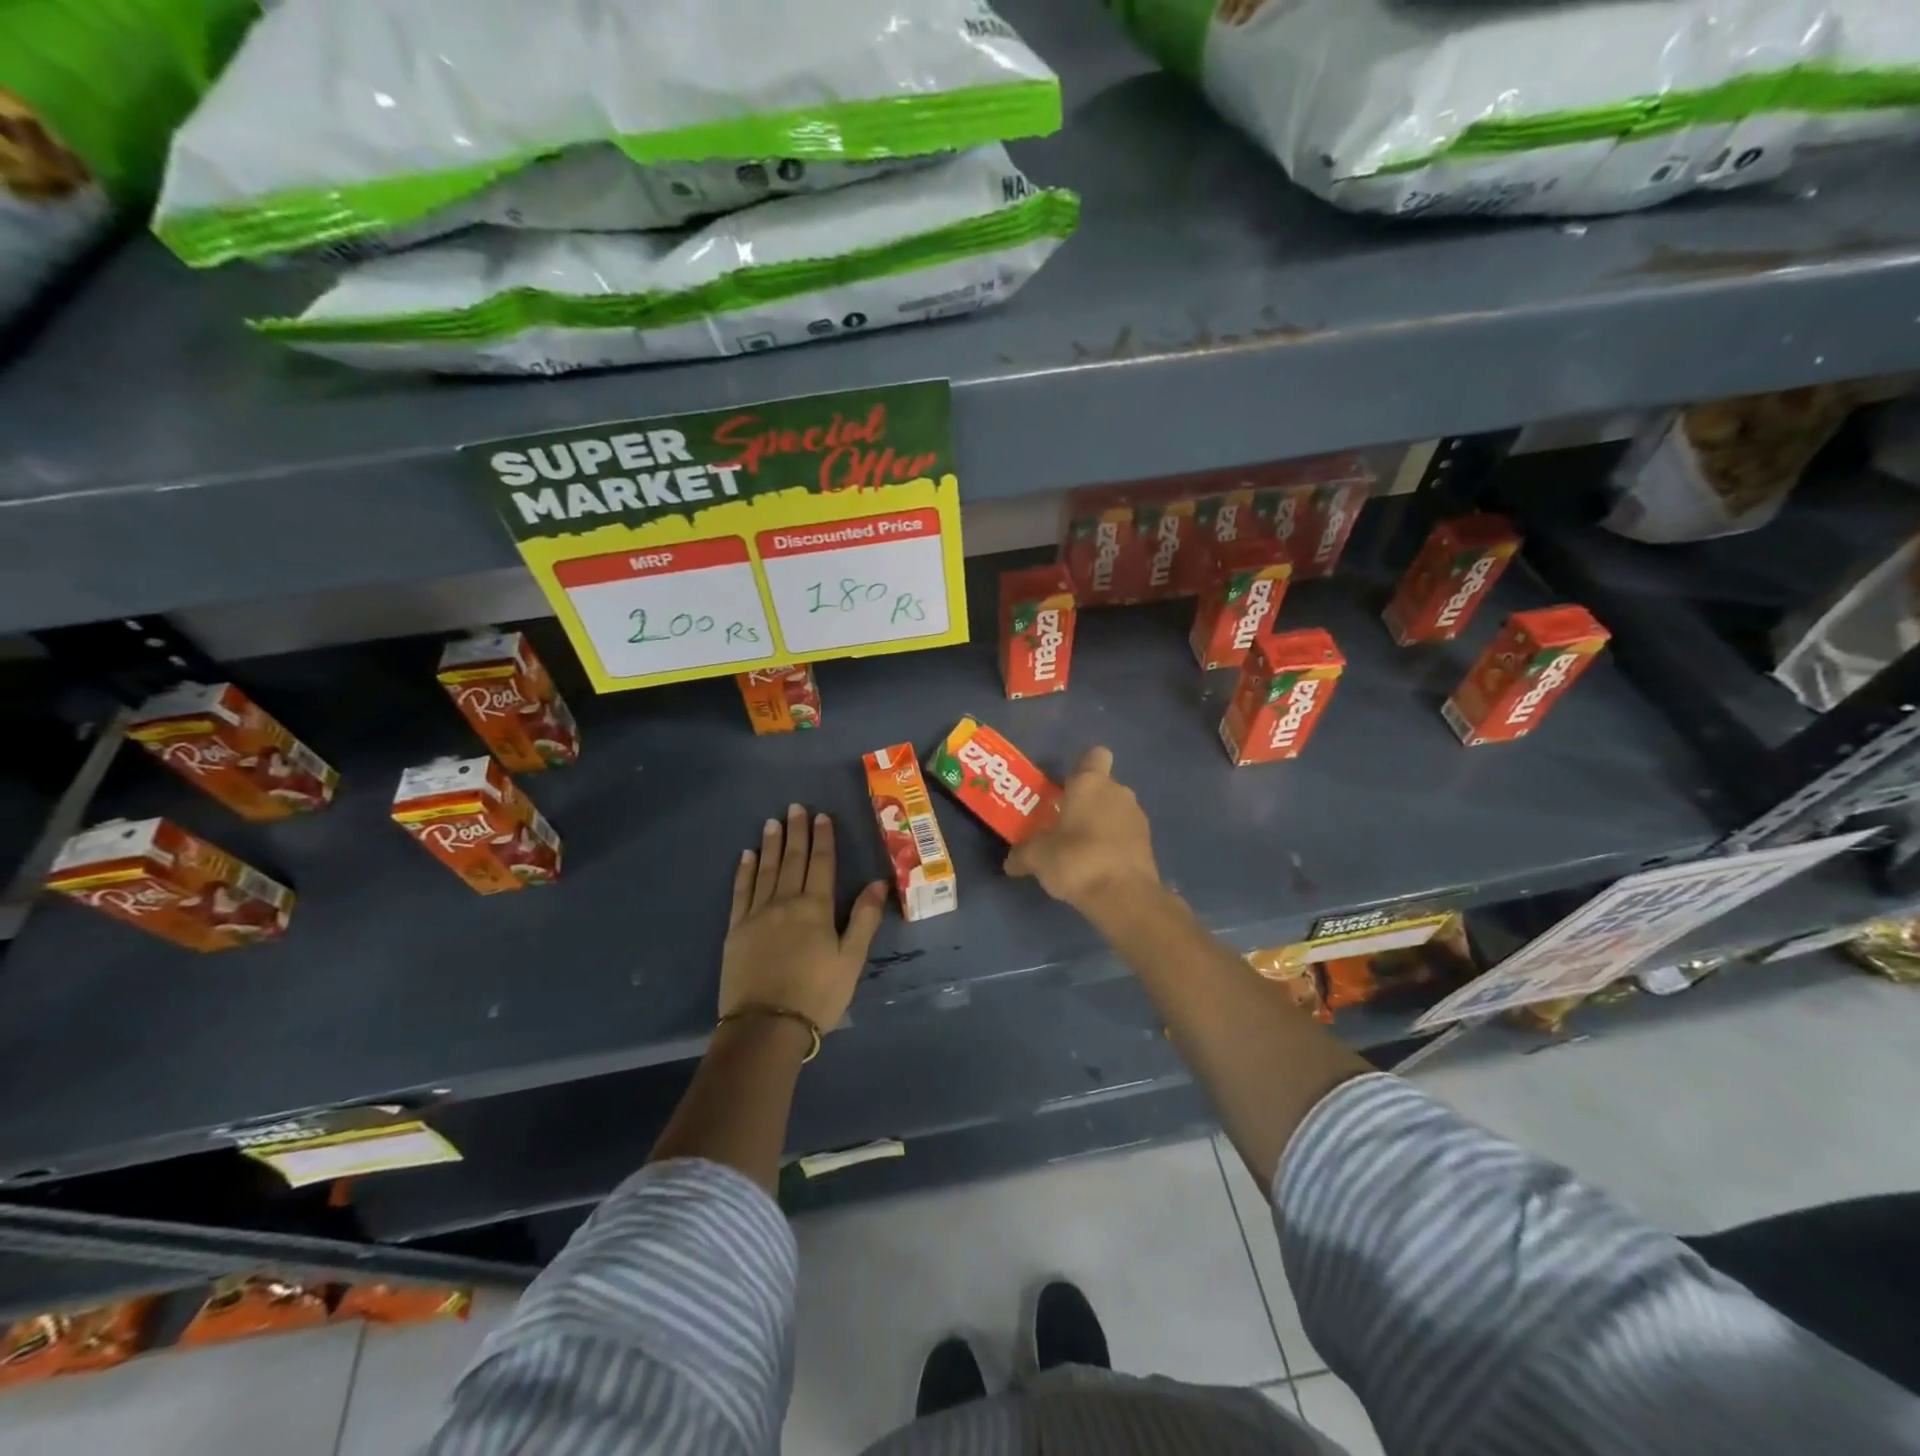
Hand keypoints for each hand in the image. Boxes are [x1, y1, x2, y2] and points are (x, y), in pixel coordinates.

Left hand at [721, 803, 887, 1033]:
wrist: (766, 1026)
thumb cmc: (817, 994)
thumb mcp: (851, 959)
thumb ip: (864, 918)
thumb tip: (878, 882)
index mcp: (816, 908)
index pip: (821, 864)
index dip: (823, 838)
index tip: (821, 816)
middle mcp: (785, 902)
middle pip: (793, 859)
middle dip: (796, 832)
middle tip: (795, 807)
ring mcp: (757, 914)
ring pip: (766, 869)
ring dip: (771, 844)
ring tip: (772, 822)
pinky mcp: (736, 929)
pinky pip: (741, 891)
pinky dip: (745, 870)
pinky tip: (747, 855)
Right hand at [1005, 746, 1159, 914]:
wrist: (1123, 896)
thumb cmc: (1075, 860)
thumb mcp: (1037, 857)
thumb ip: (1022, 854)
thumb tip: (1011, 862)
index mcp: (1090, 783)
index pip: (1095, 755)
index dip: (1082, 767)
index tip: (1065, 789)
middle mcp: (1118, 791)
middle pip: (1102, 786)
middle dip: (1086, 802)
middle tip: (1064, 825)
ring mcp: (1137, 816)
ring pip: (1116, 810)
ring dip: (1102, 824)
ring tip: (1081, 851)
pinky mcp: (1149, 843)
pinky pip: (1126, 834)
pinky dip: (1115, 844)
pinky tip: (1099, 866)